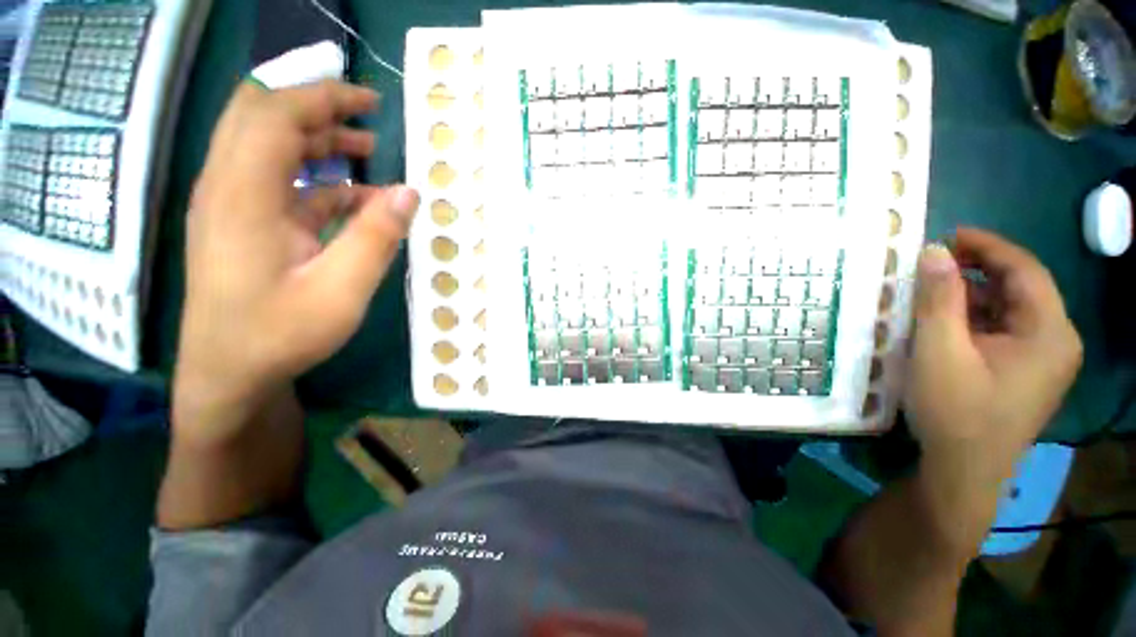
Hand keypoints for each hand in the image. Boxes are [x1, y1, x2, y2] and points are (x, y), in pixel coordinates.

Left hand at [174, 80, 419, 444]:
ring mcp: (232, 205)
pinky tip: (357, 199)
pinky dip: (319, 180)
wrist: (228, 373)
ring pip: (269, 147)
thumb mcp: (341, 290)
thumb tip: (409, 193)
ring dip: (317, 141)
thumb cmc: (280, 335)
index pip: (275, 115)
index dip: (323, 98)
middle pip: (261, 117)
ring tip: (367, 152)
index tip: (372, 102)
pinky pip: (280, 184)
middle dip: (316, 108)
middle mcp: (228, 188)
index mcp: (244, 196)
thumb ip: (376, 237)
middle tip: (366, 118)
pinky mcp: (243, 223)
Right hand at [905, 228, 1081, 545]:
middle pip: (1020, 289)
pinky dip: (975, 319)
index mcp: (1049, 333)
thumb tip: (934, 251)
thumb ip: (939, 299)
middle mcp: (1056, 341)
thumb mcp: (939, 351)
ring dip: (972, 297)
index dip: (987, 246)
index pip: (1025, 270)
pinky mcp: (1026, 372)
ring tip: (931, 293)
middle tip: (932, 264)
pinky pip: (1004, 331)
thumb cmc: (955, 411)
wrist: (963, 471)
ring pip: (1010, 310)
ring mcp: (1043, 360)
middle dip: (977, 271)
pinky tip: (945, 324)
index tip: (947, 235)